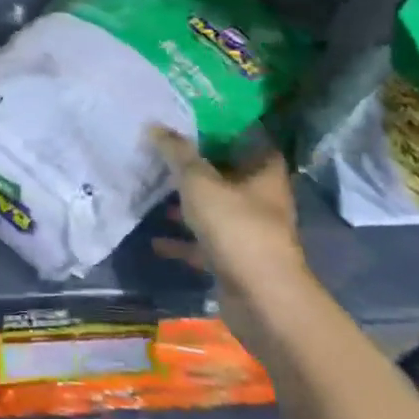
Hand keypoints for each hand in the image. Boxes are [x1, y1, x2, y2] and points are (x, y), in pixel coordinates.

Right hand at [148, 128, 309, 345]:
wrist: (262, 300)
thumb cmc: (237, 228)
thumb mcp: (199, 182)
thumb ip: (177, 154)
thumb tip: (155, 125)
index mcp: (264, 174)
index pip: (251, 140)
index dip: (226, 128)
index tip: (195, 118)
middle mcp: (262, 200)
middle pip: (229, 175)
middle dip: (199, 166)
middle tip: (165, 151)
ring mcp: (249, 233)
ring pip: (215, 210)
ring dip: (188, 204)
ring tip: (154, 191)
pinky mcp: (235, 261)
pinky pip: (204, 245)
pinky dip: (183, 242)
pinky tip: (155, 240)